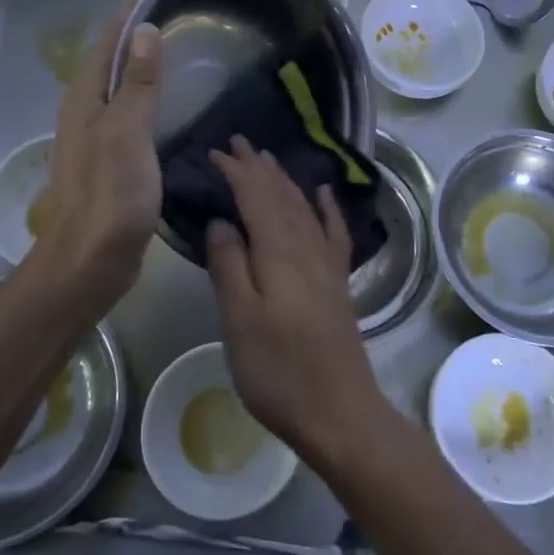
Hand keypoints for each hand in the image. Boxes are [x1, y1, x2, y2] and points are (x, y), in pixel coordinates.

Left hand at [28, 0, 162, 305]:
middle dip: (135, 28)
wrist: (90, 260)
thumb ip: (136, 84)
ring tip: (174, 45)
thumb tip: (145, 31)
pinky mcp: (111, 159)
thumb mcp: (127, 134)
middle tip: (172, 8)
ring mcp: (97, 136)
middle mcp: (86, 110)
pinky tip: (168, 100)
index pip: (108, 39)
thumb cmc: (109, 195)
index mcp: (85, 98)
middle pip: (110, 57)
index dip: (129, 8)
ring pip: (119, 85)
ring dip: (140, 60)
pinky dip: (148, 93)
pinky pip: (130, 110)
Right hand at [205, 137, 387, 460]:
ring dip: (285, 180)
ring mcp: (327, 265)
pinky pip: (335, 232)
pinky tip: (325, 194)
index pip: (255, 197)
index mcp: (279, 252)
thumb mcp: (239, 320)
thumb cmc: (279, 370)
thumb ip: (230, 265)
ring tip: (269, 159)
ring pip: (304, 207)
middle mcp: (307, 248)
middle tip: (238, 142)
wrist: (339, 411)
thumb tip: (221, 220)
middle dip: (259, 167)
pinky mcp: (338, 283)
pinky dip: (328, 208)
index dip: (236, 172)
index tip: (214, 152)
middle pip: (282, 195)